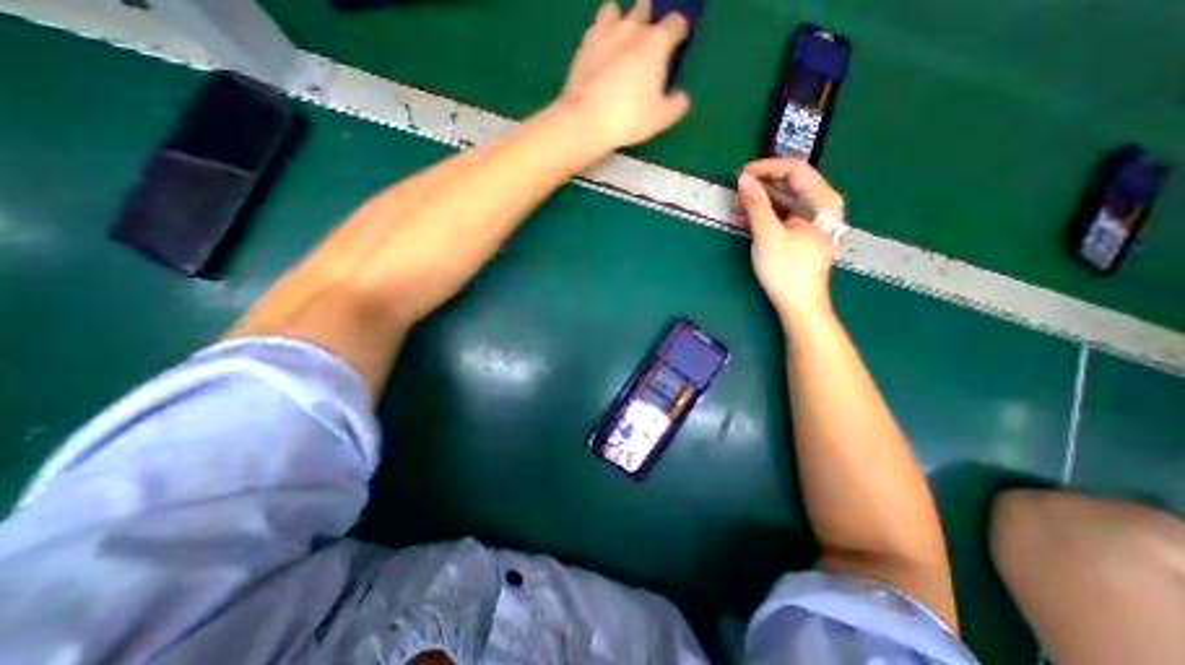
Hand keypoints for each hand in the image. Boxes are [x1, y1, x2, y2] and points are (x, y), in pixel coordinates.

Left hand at [559, 1, 691, 150]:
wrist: (586, 119)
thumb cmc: (628, 118)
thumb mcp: (660, 118)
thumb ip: (676, 105)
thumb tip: (681, 97)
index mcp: (656, 42)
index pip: (676, 23)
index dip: (680, 31)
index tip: (679, 42)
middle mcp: (632, 28)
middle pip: (645, 8)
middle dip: (650, 19)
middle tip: (648, 41)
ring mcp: (605, 32)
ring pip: (615, 9)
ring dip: (621, 19)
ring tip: (621, 39)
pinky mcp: (584, 44)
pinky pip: (595, 27)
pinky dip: (601, 34)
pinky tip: (601, 50)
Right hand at [738, 156, 845, 320]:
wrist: (799, 304)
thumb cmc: (786, 270)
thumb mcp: (768, 235)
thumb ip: (757, 205)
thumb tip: (743, 179)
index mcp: (822, 201)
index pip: (795, 169)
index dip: (766, 168)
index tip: (741, 176)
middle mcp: (822, 204)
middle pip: (790, 182)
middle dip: (760, 185)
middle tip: (736, 195)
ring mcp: (812, 219)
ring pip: (784, 198)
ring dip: (760, 200)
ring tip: (737, 210)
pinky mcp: (802, 232)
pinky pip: (783, 213)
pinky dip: (764, 213)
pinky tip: (747, 221)